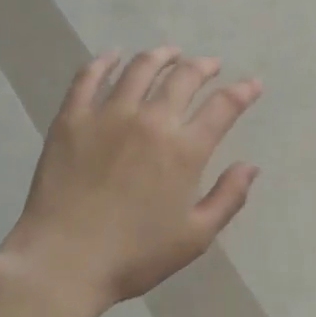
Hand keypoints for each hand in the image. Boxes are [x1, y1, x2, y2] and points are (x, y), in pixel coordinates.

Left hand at [0, 48, 262, 316]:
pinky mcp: (72, 118)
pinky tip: (113, 56)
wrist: (62, 262)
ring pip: (140, 68)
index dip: (243, 91)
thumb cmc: (134, 256)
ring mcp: (108, 115)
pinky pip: (89, 77)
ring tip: (170, 53)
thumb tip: (251, 166)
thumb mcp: (194, 237)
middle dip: (203, 66)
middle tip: (210, 65)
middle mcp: (150, 121)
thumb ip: (228, 198)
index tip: (253, 84)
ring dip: (161, 56)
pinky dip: (104, 61)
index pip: (223, 107)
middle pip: (183, 77)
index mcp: (184, 150)